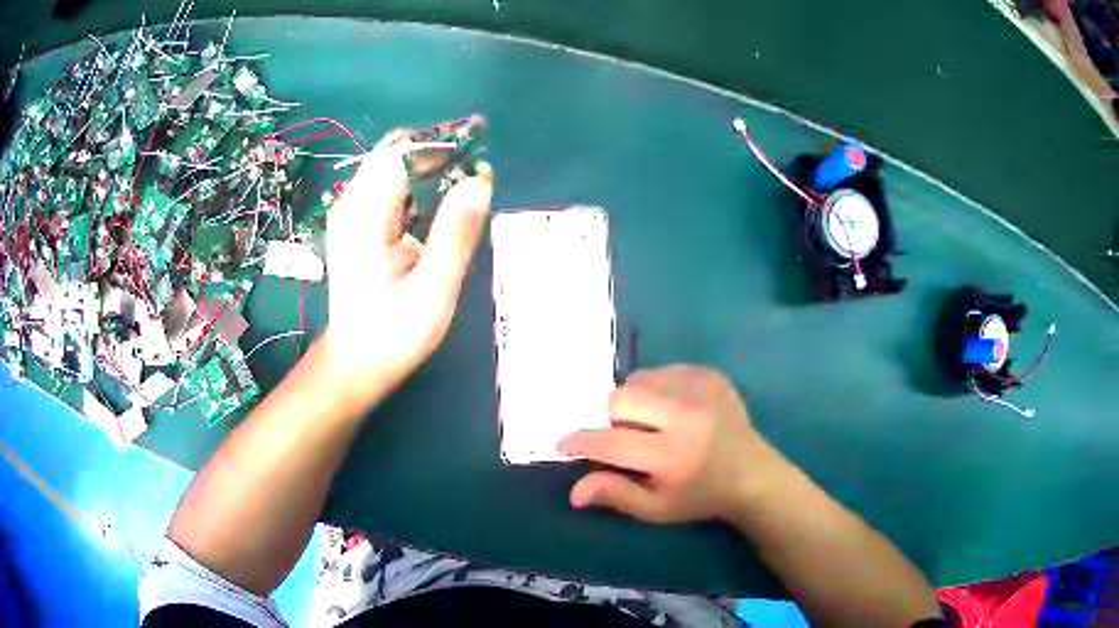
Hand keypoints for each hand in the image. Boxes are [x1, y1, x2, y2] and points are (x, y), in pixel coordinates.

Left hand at [322, 131, 494, 413]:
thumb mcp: (434, 286)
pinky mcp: (355, 222)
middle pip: (394, 151)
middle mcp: (352, 202)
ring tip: (466, 178)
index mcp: (366, 213)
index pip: (403, 151)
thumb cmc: (393, 332)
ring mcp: (350, 211)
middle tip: (476, 166)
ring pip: (391, 164)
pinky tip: (440, 199)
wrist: (355, 362)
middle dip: (437, 149)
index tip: (479, 148)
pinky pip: (388, 184)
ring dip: (429, 163)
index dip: (443, 143)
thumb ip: (456, 231)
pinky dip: (417, 181)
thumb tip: (480, 178)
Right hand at [558, 365, 771, 523]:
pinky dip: (658, 388)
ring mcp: (702, 390)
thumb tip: (574, 491)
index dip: (582, 441)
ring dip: (635, 400)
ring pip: (641, 379)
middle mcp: (687, 417)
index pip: (612, 443)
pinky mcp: (711, 376)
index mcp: (672, 456)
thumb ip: (616, 494)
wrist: (752, 475)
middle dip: (612, 418)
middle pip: (622, 398)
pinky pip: (665, 371)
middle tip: (625, 437)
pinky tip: (673, 410)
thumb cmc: (699, 497)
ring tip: (652, 423)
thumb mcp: (657, 508)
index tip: (563, 442)